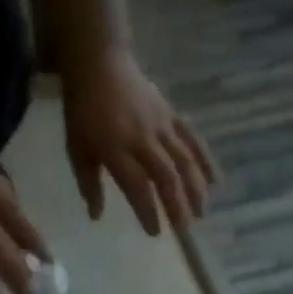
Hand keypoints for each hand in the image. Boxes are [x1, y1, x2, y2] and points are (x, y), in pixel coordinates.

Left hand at [63, 48, 218, 235]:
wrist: (98, 60)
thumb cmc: (83, 110)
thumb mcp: (76, 147)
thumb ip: (88, 183)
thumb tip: (96, 216)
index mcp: (116, 148)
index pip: (137, 186)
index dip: (148, 212)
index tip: (155, 232)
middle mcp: (142, 139)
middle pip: (166, 177)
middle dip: (178, 206)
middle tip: (184, 230)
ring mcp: (161, 126)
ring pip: (184, 160)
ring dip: (195, 189)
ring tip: (201, 213)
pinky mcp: (172, 115)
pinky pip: (193, 139)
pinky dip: (206, 160)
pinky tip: (216, 181)